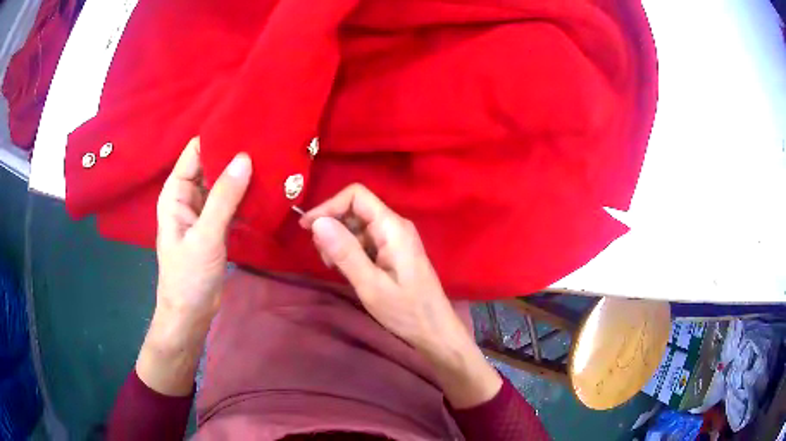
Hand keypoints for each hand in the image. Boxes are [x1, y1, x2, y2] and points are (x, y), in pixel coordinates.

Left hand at [155, 137, 250, 325]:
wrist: (191, 313)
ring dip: (243, 175)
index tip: (247, 125)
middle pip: (211, 165)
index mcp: (176, 192)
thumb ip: (223, 197)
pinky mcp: (215, 226)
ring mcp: (203, 211)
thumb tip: (244, 157)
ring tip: (272, 160)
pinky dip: (245, 197)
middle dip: (234, 154)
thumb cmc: (188, 276)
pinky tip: (266, 190)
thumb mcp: (205, 236)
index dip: (217, 137)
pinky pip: (231, 203)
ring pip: (223, 184)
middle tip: (267, 141)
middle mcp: (188, 196)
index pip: (195, 152)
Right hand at [300, 184, 501, 407]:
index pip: (356, 196)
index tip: (307, 228)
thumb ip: (345, 252)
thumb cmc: (406, 311)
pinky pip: (364, 240)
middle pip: (355, 209)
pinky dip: (349, 250)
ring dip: (339, 240)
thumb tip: (317, 222)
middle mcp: (394, 226)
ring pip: (357, 225)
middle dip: (332, 226)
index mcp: (392, 227)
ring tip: (334, 266)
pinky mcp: (392, 251)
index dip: (329, 206)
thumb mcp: (371, 285)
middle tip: (324, 256)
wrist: (434, 330)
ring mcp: (394, 238)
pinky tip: (345, 269)